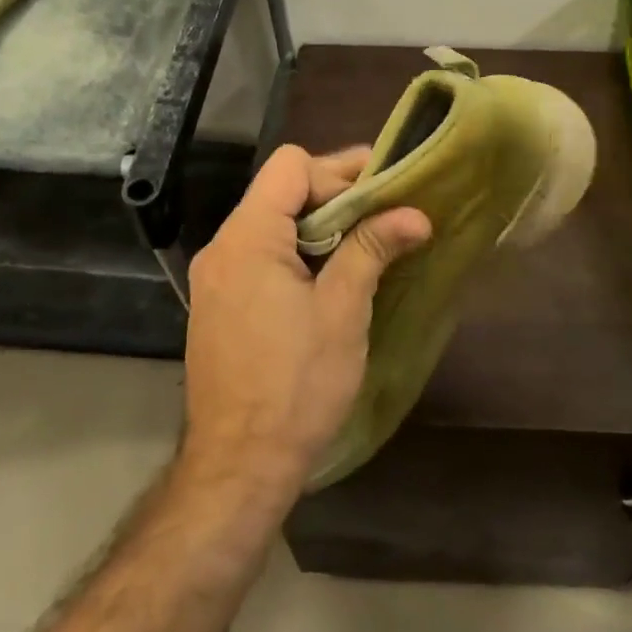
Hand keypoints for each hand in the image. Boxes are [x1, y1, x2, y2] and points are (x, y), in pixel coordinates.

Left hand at [181, 145, 429, 497]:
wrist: (239, 464)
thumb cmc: (296, 384)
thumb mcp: (342, 311)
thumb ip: (372, 249)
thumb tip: (414, 213)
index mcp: (248, 238)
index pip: (290, 166)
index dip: (338, 172)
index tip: (381, 197)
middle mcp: (223, 248)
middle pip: (280, 191)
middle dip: (336, 197)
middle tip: (387, 216)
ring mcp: (217, 279)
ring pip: (273, 225)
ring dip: (320, 228)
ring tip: (368, 247)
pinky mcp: (221, 306)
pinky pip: (263, 257)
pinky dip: (300, 254)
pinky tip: (333, 280)